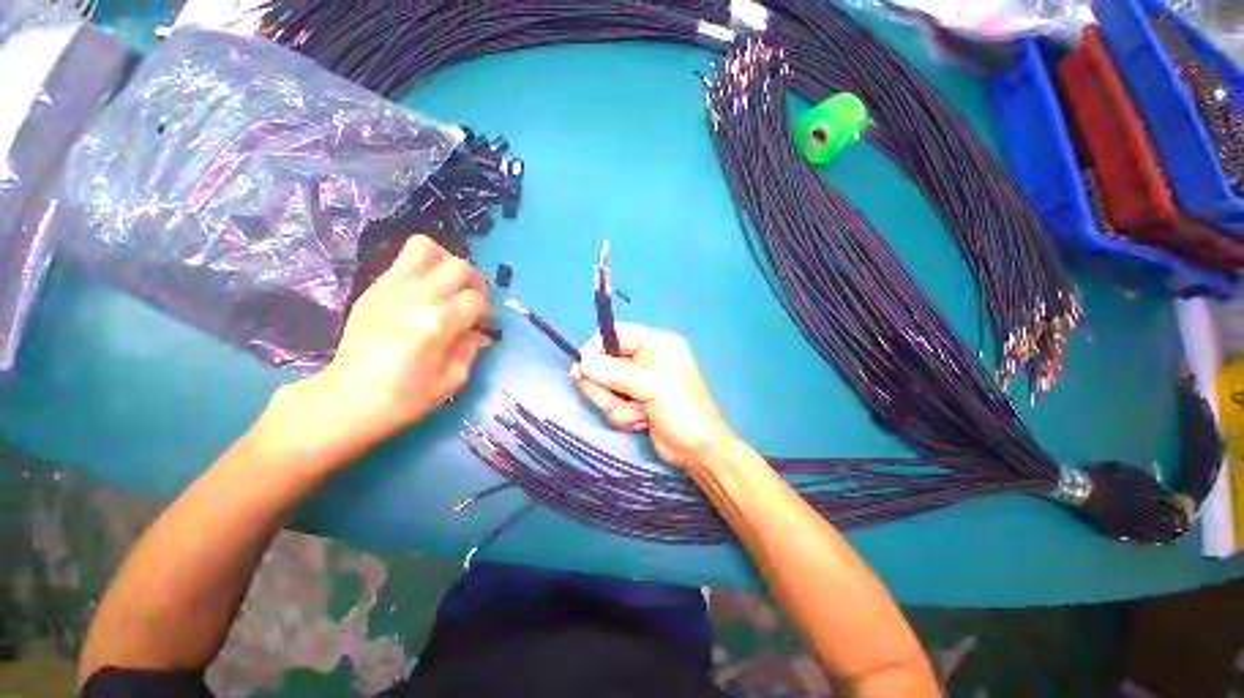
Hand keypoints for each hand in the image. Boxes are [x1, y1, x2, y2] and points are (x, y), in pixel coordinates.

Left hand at [288, 237, 490, 449]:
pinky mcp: (374, 288)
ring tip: (448, 285)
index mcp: (436, 323)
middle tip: (471, 301)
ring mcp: (390, 288)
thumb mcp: (451, 380)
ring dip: (445, 262)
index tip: (483, 325)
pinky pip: (403, 260)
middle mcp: (415, 297)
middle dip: (474, 281)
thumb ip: (471, 348)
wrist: (346, 399)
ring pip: (426, 247)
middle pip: (458, 265)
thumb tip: (480, 332)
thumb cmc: (403, 398)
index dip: (486, 312)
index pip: (475, 300)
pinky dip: (423, 268)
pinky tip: (425, 292)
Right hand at [571, 323, 737, 469]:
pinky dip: (622, 415)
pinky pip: (612, 402)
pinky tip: (640, 422)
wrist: (698, 451)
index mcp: (657, 345)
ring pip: (606, 385)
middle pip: (606, 362)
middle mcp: (646, 359)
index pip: (618, 333)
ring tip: (637, 415)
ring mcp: (639, 380)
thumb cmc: (683, 412)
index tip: (582, 366)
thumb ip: (616, 374)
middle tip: (610, 401)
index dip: (597, 347)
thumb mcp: (652, 389)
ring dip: (616, 405)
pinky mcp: (634, 399)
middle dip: (606, 386)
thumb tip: (583, 361)